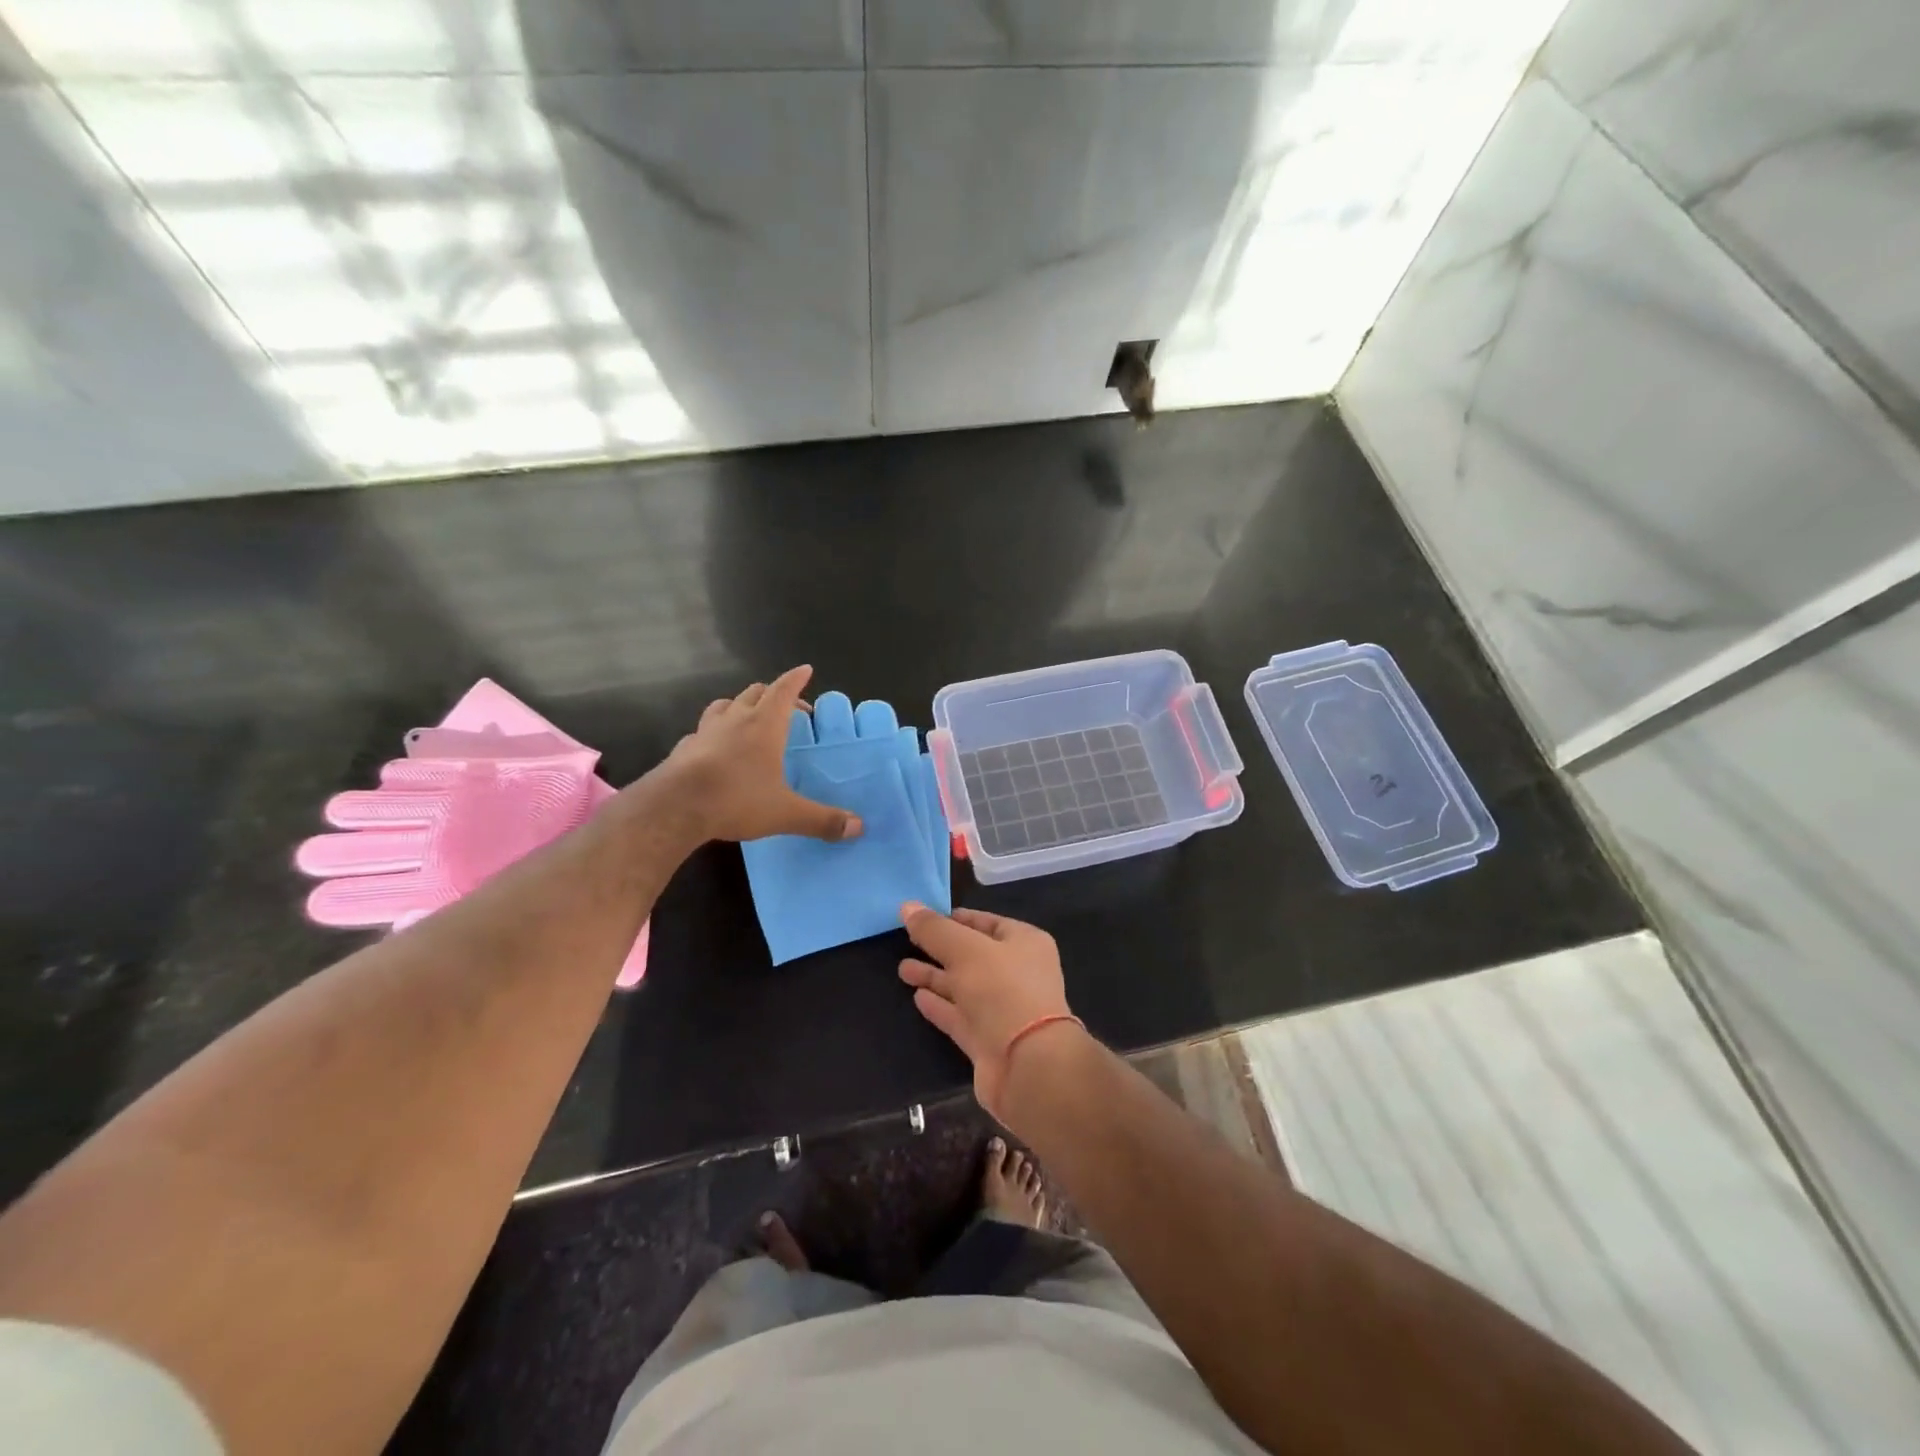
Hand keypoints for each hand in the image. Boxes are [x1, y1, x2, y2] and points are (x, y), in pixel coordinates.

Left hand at [654, 666, 864, 843]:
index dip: (795, 679)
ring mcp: (705, 731)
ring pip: (724, 705)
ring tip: (748, 717)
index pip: (783, 690)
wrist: (674, 807)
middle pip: (754, 693)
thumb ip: (822, 819)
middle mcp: (735, 720)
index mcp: (764, 725)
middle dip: (772, 693)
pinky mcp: (684, 749)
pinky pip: (702, 731)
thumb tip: (859, 827)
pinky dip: (714, 731)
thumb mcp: (786, 813)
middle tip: (787, 706)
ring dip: (739, 705)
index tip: (805, 670)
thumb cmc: (736, 799)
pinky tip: (715, 747)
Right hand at [898, 903, 1075, 1117]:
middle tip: (906, 942)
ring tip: (902, 969)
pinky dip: (940, 1006)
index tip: (924, 918)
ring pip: (963, 987)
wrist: (1028, 1065)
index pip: (987, 922)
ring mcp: (1003, 1009)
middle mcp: (1017, 973)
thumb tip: (906, 905)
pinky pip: (960, 1016)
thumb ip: (934, 929)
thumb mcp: (965, 949)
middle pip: (972, 955)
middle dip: (939, 950)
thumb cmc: (1003, 991)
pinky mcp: (988, 1040)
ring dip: (935, 978)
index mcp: (1025, 943)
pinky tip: (917, 998)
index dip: (956, 919)